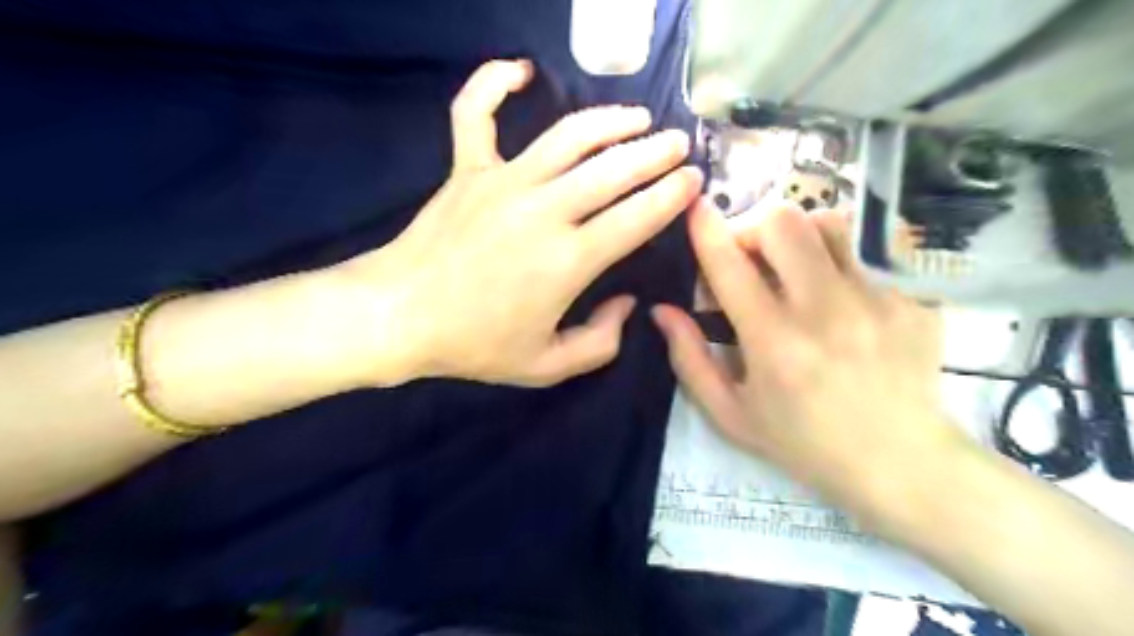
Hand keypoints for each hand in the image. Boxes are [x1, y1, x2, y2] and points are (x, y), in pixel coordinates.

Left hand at [325, 60, 700, 388]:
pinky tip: (521, 70)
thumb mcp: (547, 366)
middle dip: (655, 153)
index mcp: (568, 260)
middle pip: (613, 169)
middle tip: (678, 145)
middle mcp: (544, 210)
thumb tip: (628, 304)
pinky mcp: (467, 169)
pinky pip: (477, 112)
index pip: (636, 216)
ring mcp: (502, 181)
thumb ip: (600, 342)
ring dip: (610, 120)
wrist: (399, 316)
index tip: (692, 180)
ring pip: (568, 135)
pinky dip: (494, 83)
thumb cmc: (475, 344)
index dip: (671, 196)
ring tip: (638, 117)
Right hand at [652, 202, 958, 517]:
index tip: (694, 207)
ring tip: (792, 271)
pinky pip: (859, 262)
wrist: (903, 465)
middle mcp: (824, 310)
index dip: (705, 229)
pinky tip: (840, 314)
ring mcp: (874, 300)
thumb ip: (690, 359)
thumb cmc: (803, 444)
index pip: (730, 265)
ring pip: (827, 225)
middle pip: (783, 222)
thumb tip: (662, 311)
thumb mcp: (731, 414)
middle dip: (753, 229)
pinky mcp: (908, 301)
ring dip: (796, 237)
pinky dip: (834, 274)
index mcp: (774, 342)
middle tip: (749, 260)